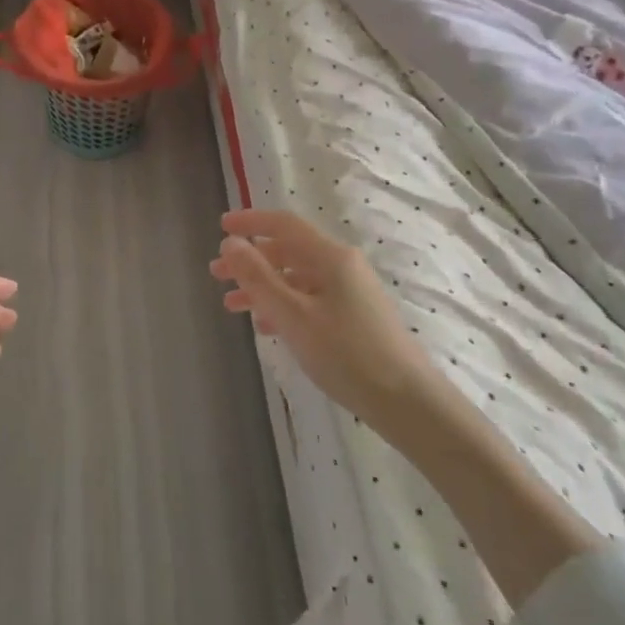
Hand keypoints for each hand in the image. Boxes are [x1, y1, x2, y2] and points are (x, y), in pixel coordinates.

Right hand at [210, 210, 432, 420]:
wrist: (407, 402)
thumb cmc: (347, 354)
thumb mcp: (294, 315)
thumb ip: (258, 277)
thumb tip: (230, 242)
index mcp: (331, 257)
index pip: (285, 225)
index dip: (251, 222)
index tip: (220, 226)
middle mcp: (342, 266)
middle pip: (288, 251)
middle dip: (251, 260)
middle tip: (217, 274)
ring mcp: (351, 292)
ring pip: (297, 278)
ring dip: (263, 286)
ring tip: (232, 305)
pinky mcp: (355, 317)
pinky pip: (310, 299)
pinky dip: (283, 305)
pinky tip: (266, 326)